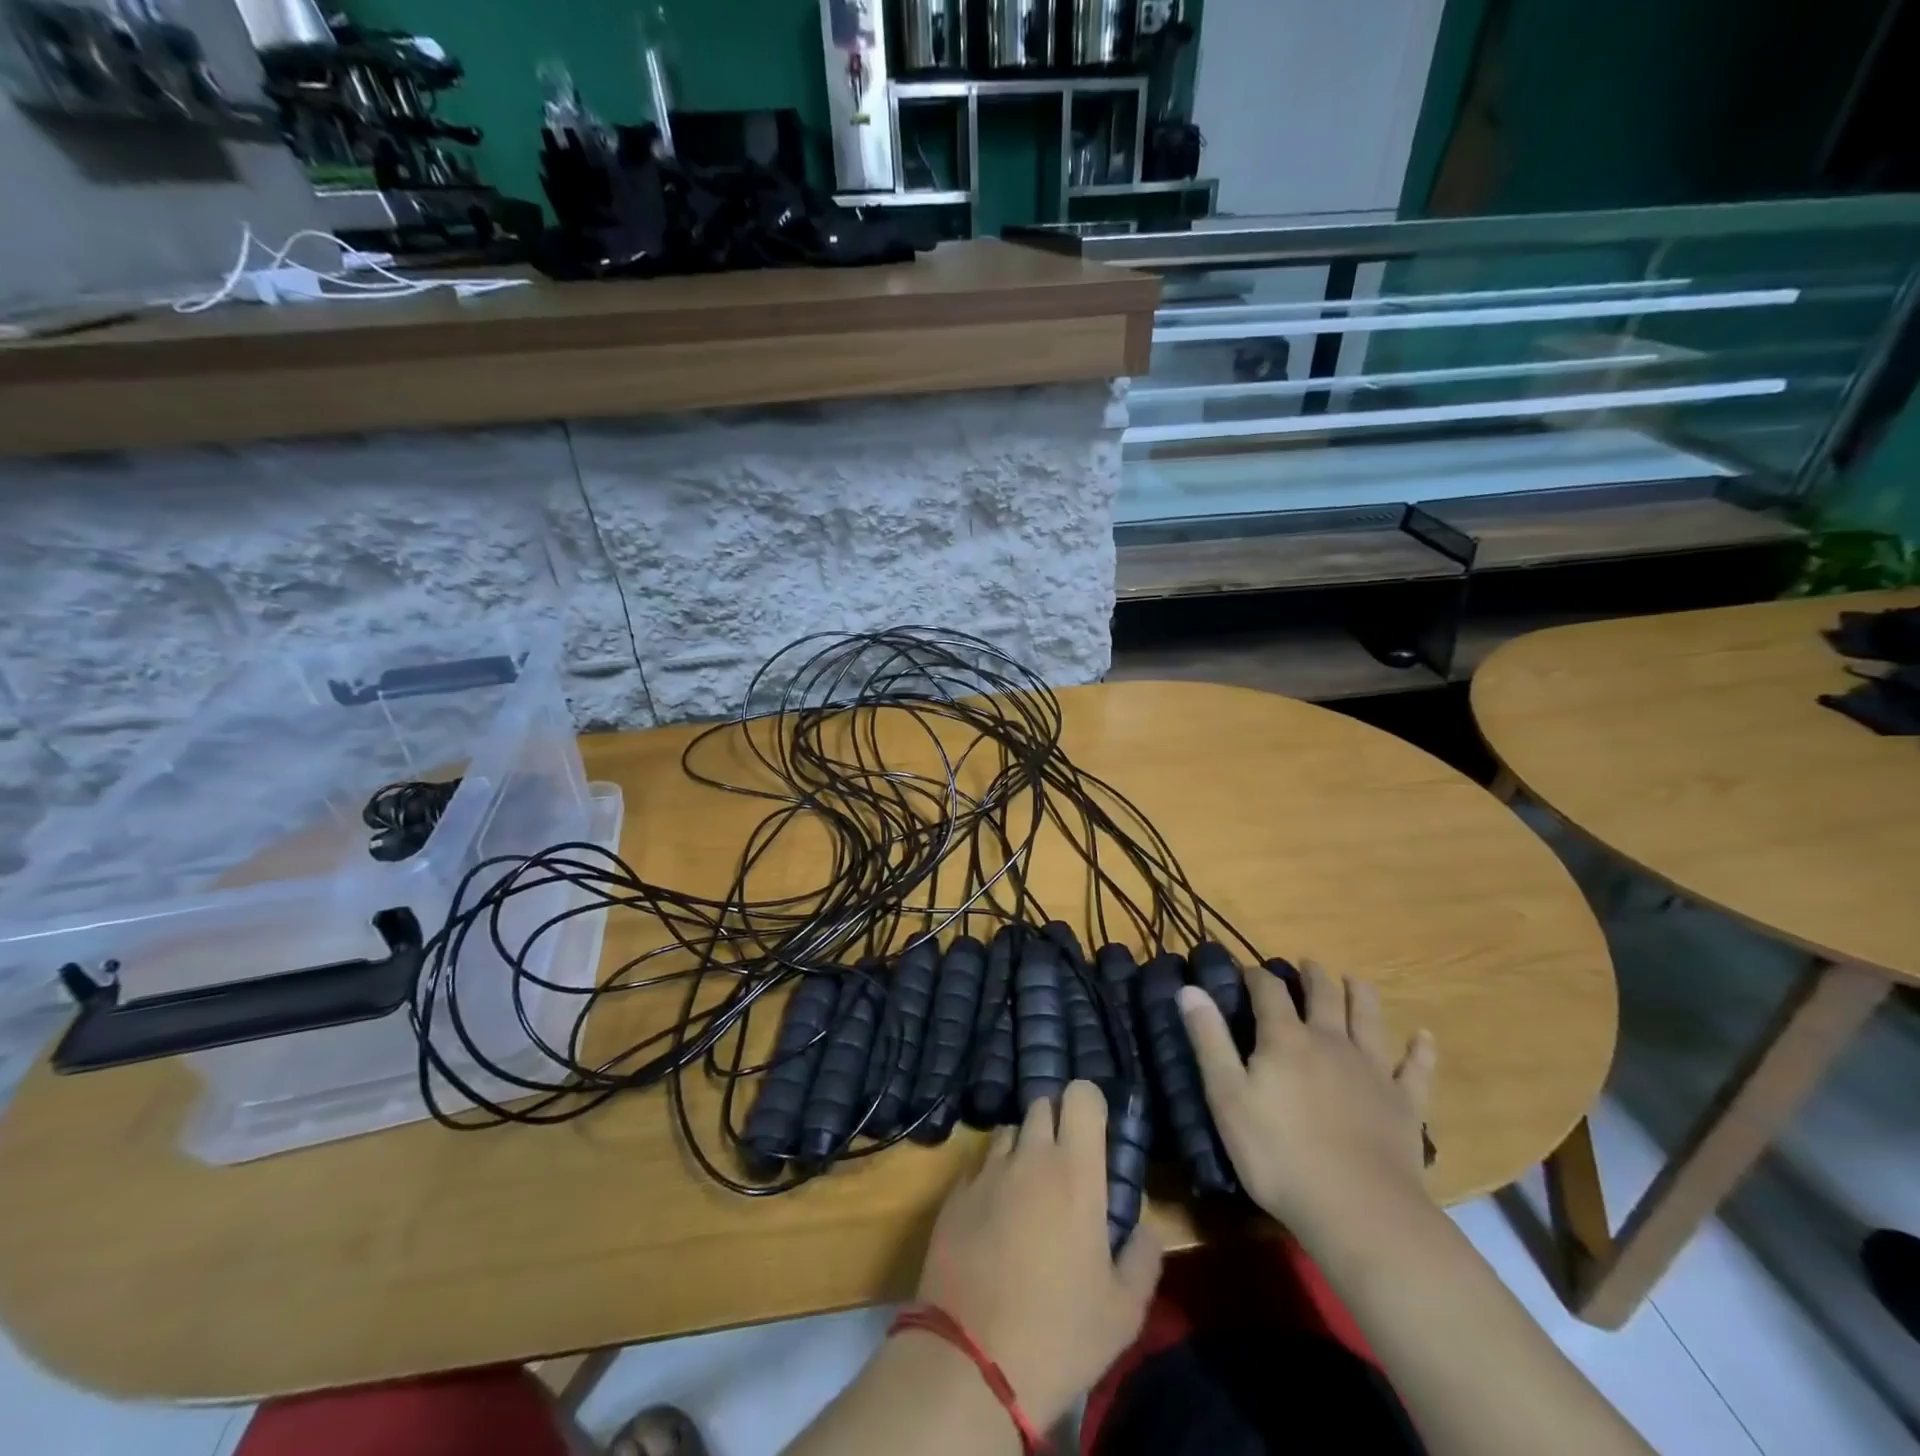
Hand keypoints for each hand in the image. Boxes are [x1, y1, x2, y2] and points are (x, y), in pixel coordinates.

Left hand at [912, 1082, 1162, 1429]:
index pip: (1081, 1096)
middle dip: (1057, 1124)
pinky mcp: (954, 1193)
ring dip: (1023, 1148)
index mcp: (1075, 1172)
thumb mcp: (1124, 1311)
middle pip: (1042, 1105)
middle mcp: (1029, 1157)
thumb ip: (1142, 1258)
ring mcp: (987, 1172)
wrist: (971, 1363)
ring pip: (1008, 1132)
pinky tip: (994, 1218)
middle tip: (1067, 1166)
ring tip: (1029, 1191)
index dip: (1090, 1103)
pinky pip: (979, 1165)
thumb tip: (1145, 1228)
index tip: (1096, 1131)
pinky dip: (992, 1177)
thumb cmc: (1060, 1334)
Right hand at [1178, 960, 1436, 1245]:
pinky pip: (1416, 1069)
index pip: (1269, 990)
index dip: (1256, 976)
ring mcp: (1372, 1070)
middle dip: (1312, 975)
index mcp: (1286, 1038)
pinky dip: (1420, 1049)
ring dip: (1360, 994)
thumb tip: (1189, 988)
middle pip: (1324, 994)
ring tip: (1353, 981)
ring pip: (1368, 1018)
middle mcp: (1331, 1041)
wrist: (1359, 1211)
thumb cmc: (1279, 1155)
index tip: (1247, 972)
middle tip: (1304, 966)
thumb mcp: (1227, 1097)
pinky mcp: (1405, 1103)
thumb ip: (1209, 1040)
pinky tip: (1423, 1037)